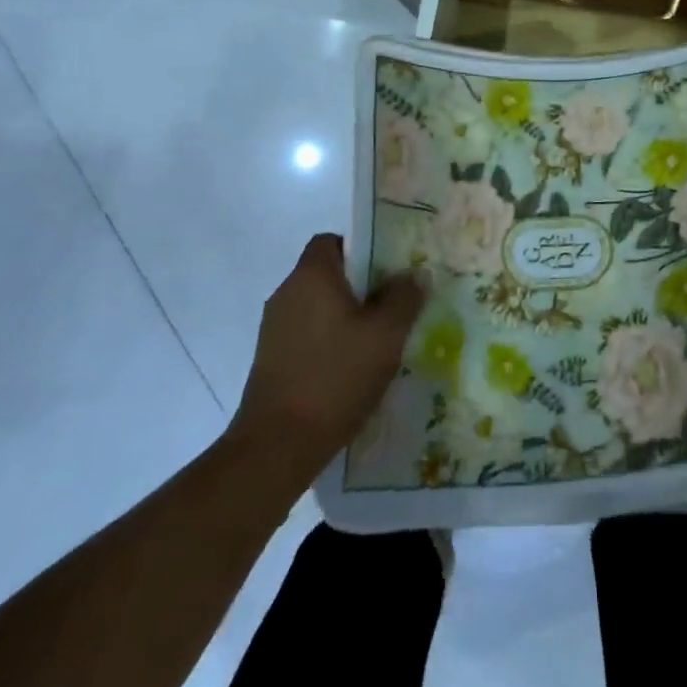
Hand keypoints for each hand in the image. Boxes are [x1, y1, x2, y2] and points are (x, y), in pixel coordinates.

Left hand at [228, 234, 425, 488]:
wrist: (277, 446)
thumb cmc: (335, 377)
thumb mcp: (385, 336)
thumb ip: (404, 298)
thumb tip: (415, 274)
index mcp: (311, 276)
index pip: (332, 240)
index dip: (361, 248)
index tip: (388, 271)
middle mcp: (287, 293)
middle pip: (327, 273)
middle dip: (360, 286)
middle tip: (394, 305)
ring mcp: (274, 328)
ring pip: (318, 307)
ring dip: (345, 317)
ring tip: (378, 341)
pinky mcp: (270, 360)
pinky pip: (307, 334)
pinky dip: (329, 341)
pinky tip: (351, 369)